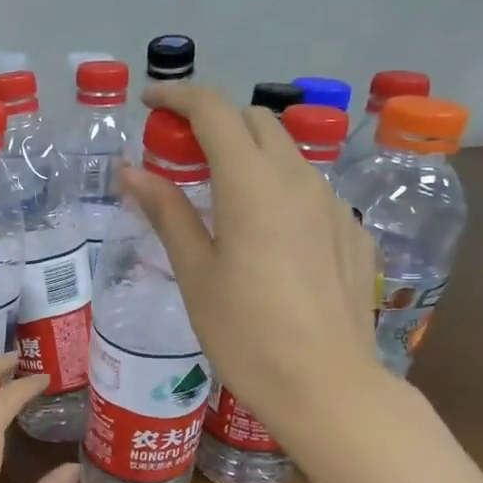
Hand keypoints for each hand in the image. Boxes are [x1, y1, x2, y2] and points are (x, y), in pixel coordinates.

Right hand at [121, 83, 384, 424]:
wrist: (326, 385)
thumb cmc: (245, 333)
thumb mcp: (195, 273)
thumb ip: (167, 212)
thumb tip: (131, 170)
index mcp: (252, 185)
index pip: (214, 112)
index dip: (179, 97)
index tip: (150, 101)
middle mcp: (298, 179)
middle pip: (255, 122)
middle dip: (213, 121)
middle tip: (178, 151)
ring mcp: (332, 205)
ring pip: (287, 153)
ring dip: (247, 152)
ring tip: (217, 191)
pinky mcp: (351, 232)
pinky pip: (309, 189)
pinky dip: (276, 187)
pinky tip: (263, 233)